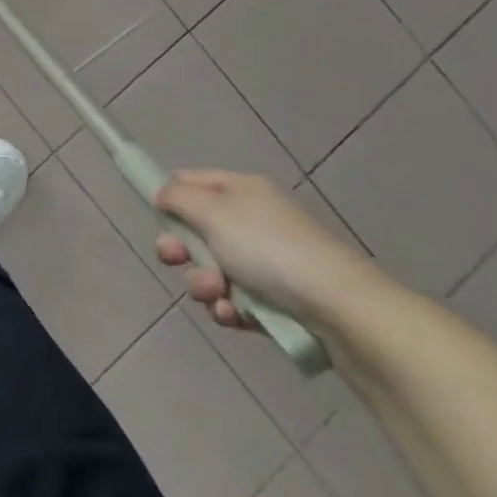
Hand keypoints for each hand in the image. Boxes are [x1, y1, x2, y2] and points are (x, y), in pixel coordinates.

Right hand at [153, 170, 381, 330]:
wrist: (341, 310)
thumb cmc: (270, 250)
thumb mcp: (213, 212)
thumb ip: (177, 197)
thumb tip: (161, 194)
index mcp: (241, 191)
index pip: (190, 182)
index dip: (169, 197)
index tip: (155, 217)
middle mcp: (252, 221)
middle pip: (194, 231)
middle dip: (181, 251)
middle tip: (177, 260)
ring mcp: (264, 262)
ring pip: (209, 270)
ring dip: (203, 285)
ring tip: (218, 295)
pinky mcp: (273, 299)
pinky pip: (232, 300)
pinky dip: (227, 308)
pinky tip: (234, 314)